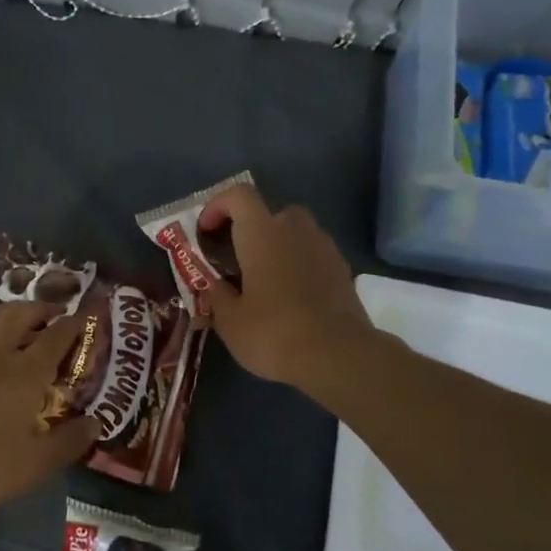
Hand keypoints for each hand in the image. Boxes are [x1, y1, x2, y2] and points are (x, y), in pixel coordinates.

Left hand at [0, 301, 98, 515]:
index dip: (73, 324)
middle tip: (50, 310)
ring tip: (14, 318)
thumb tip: (96, 423)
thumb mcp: (34, 465)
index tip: (84, 315)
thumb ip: (68, 442)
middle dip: (38, 308)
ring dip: (5, 314)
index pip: (56, 338)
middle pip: (18, 315)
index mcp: (25, 373)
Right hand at [196, 182, 375, 389]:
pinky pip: (314, 256)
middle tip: (238, 260)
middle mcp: (295, 230)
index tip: (206, 232)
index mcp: (262, 233)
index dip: (218, 206)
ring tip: (264, 283)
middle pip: (270, 213)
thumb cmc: (273, 331)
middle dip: (252, 230)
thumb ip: (216, 295)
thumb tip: (211, 287)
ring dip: (277, 248)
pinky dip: (299, 267)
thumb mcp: (229, 320)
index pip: (238, 195)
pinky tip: (291, 299)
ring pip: (296, 234)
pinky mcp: (343, 271)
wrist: (338, 355)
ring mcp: (324, 248)